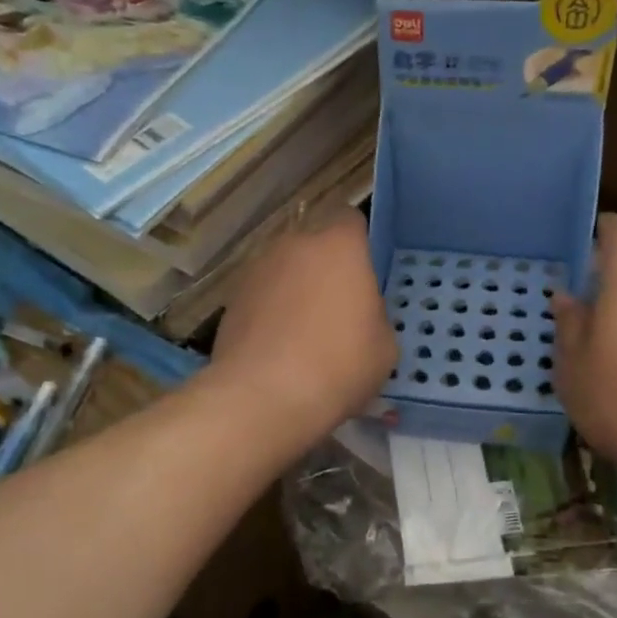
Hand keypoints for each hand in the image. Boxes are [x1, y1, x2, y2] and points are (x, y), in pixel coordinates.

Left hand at [209, 206, 397, 444]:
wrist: (264, 397)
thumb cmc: (339, 365)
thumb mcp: (385, 346)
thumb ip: (374, 315)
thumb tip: (359, 314)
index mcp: (339, 246)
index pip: (351, 220)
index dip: (359, 244)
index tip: (365, 275)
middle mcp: (294, 245)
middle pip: (315, 245)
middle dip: (325, 269)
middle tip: (338, 310)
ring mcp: (256, 270)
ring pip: (285, 270)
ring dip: (295, 290)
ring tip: (304, 335)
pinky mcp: (231, 300)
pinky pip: (262, 297)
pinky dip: (270, 313)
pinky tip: (278, 349)